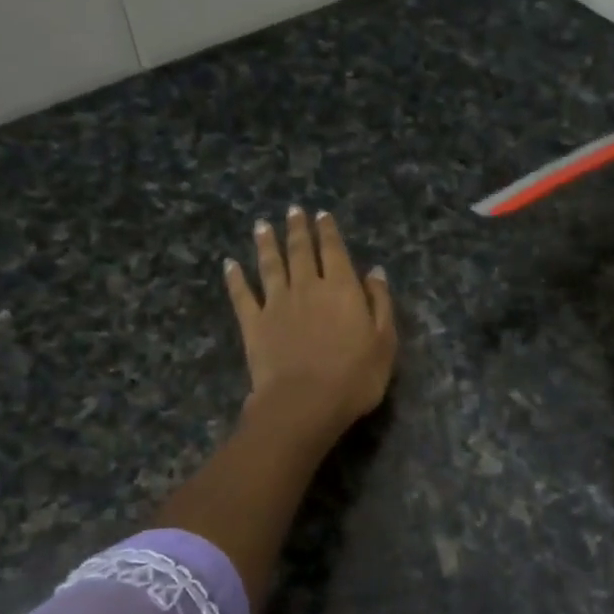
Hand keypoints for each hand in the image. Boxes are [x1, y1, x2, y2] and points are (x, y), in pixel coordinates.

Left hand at [225, 207, 397, 443]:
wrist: (304, 402)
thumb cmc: (354, 376)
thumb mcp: (384, 341)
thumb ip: (380, 302)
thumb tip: (375, 271)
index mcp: (341, 287)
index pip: (333, 250)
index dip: (327, 231)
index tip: (321, 214)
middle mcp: (307, 287)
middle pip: (300, 251)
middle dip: (297, 229)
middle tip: (293, 211)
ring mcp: (276, 303)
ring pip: (270, 265)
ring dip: (266, 244)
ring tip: (262, 226)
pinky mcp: (254, 324)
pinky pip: (242, 295)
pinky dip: (235, 278)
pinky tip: (229, 264)